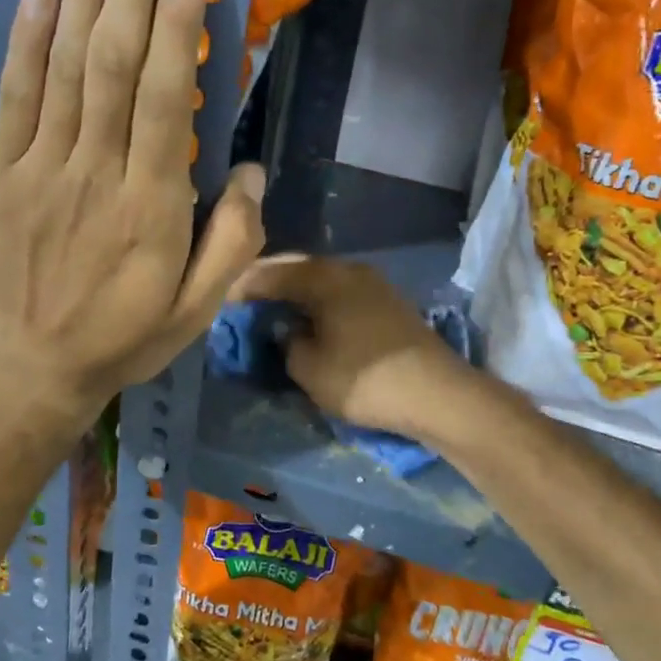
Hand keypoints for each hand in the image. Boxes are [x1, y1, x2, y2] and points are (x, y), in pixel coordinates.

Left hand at [0, 0, 264, 419]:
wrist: (36, 369)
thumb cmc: (126, 338)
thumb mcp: (199, 310)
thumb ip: (234, 242)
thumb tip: (250, 169)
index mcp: (151, 209)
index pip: (164, 100)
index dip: (175, 24)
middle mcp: (95, 174)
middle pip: (112, 62)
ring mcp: (41, 169)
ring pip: (63, 65)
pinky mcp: (3, 173)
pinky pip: (15, 95)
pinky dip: (25, 37)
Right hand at [231, 254, 475, 440]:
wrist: (437, 393)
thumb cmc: (364, 380)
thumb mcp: (309, 368)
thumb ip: (286, 343)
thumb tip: (286, 330)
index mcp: (324, 277)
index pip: (271, 272)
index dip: (242, 286)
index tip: (222, 300)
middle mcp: (348, 269)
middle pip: (298, 268)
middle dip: (269, 282)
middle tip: (244, 301)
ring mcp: (373, 283)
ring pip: (321, 279)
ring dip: (296, 291)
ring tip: (273, 310)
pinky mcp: (388, 302)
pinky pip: (340, 292)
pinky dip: (319, 301)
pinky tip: (310, 317)